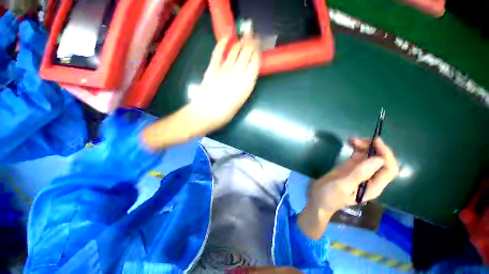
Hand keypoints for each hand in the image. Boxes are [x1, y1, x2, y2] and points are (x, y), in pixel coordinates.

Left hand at [141, 34, 259, 149]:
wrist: (206, 113)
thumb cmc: (226, 112)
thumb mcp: (240, 101)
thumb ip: (244, 87)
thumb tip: (246, 76)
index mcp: (246, 84)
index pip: (255, 63)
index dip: (257, 53)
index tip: (259, 47)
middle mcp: (238, 73)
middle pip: (246, 54)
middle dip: (251, 43)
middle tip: (254, 36)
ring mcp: (224, 69)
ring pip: (235, 51)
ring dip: (241, 42)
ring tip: (246, 35)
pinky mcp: (213, 67)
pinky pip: (219, 52)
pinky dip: (223, 43)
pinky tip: (228, 37)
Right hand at [309, 137, 398, 212]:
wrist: (318, 199)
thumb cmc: (330, 195)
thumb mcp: (343, 185)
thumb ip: (359, 174)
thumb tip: (378, 159)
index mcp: (373, 186)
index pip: (389, 169)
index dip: (386, 154)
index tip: (375, 141)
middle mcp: (371, 178)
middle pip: (381, 161)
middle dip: (373, 148)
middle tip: (357, 140)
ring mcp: (360, 172)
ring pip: (370, 156)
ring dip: (364, 146)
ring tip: (352, 140)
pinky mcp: (351, 167)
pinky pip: (359, 156)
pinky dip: (357, 148)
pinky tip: (350, 142)